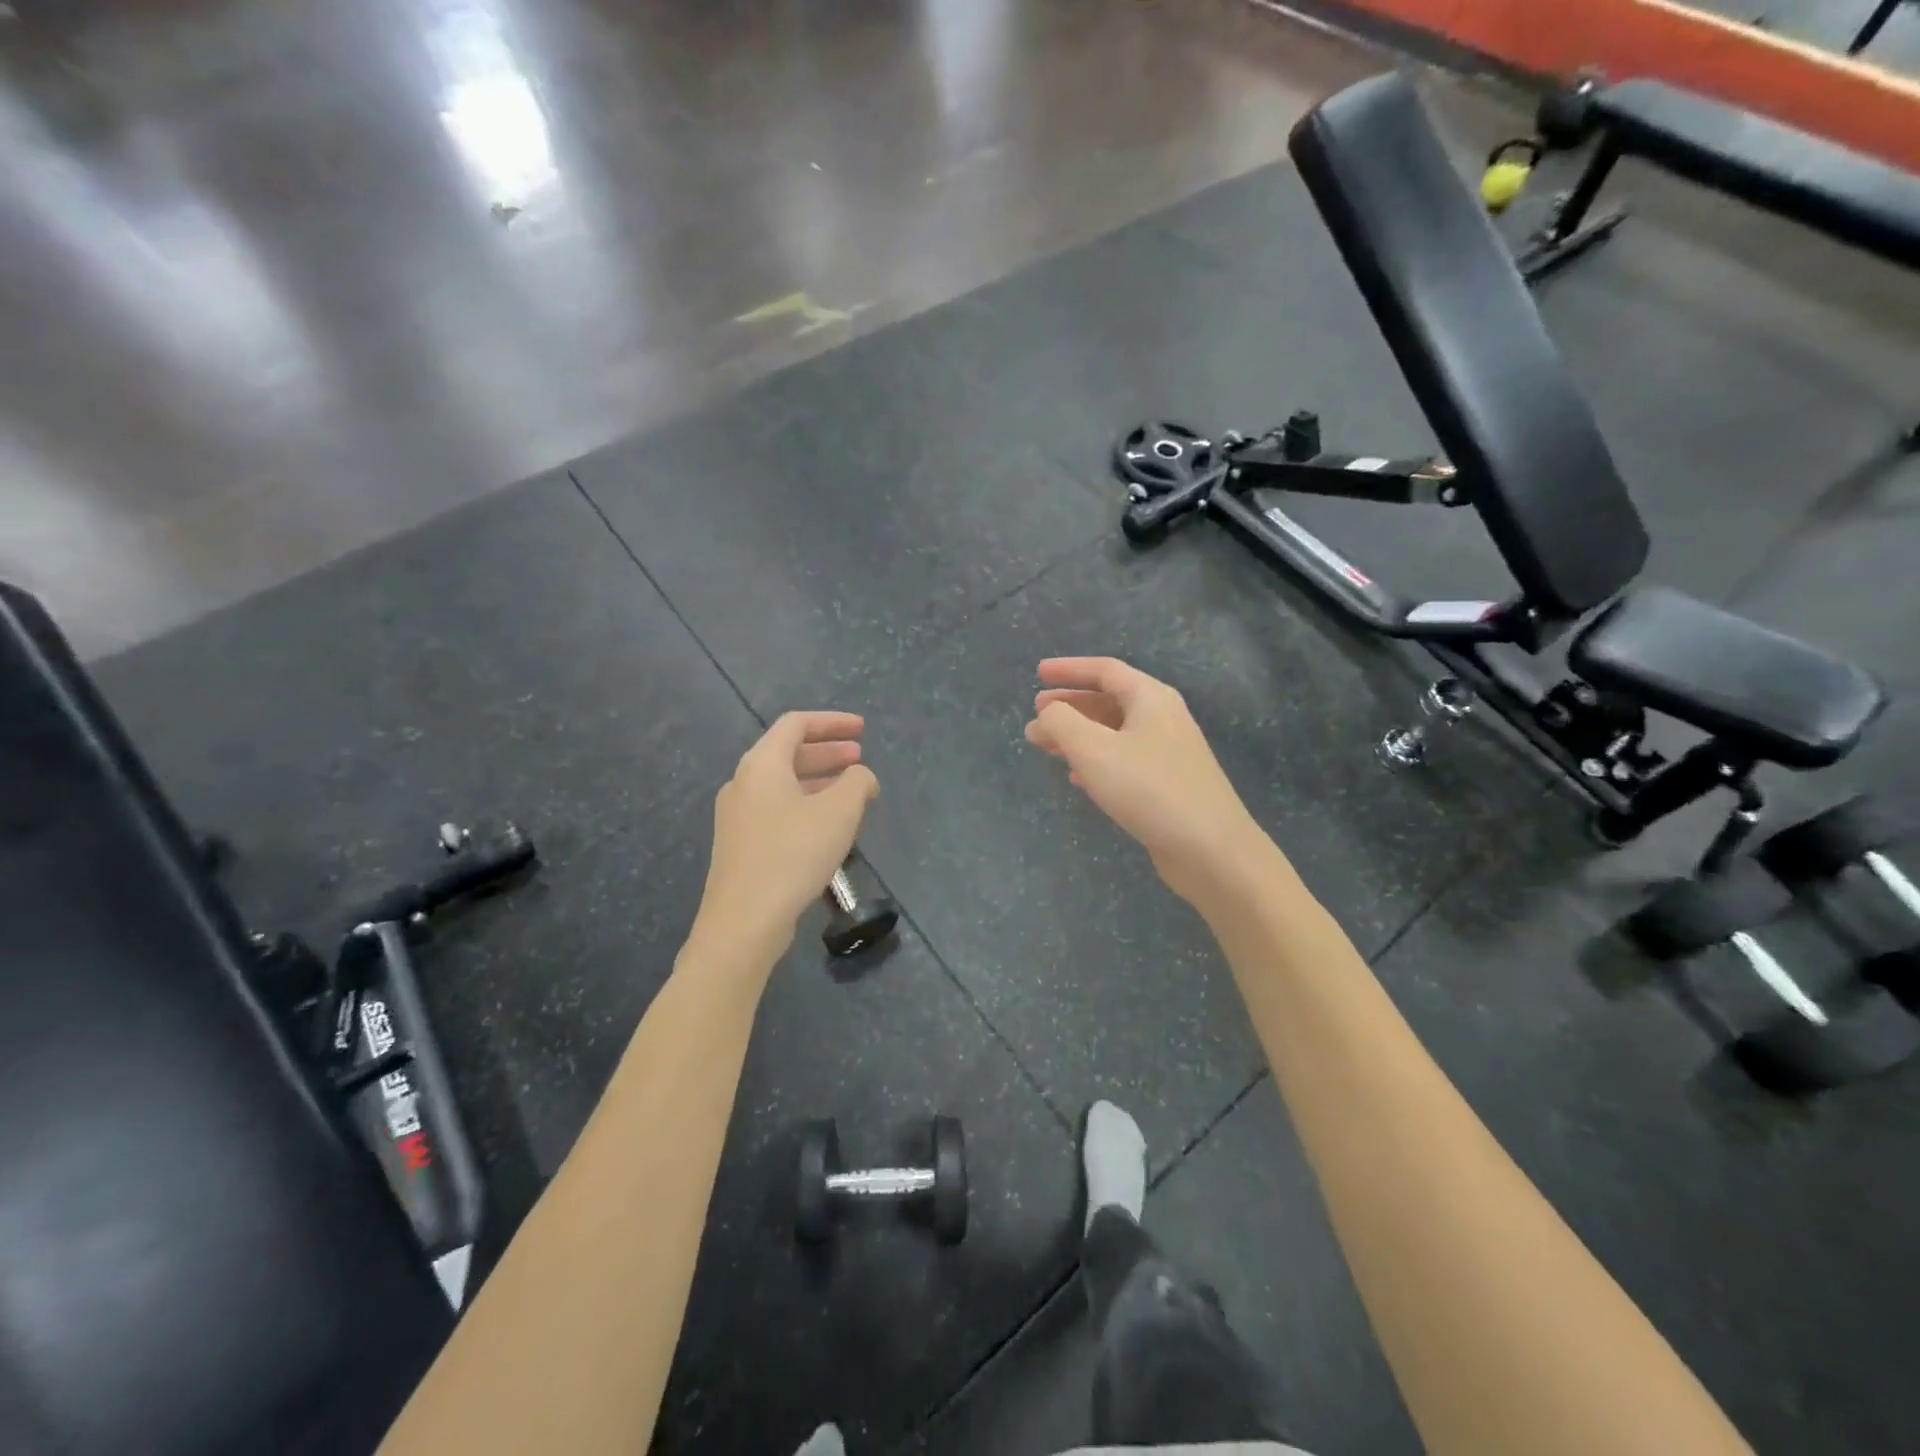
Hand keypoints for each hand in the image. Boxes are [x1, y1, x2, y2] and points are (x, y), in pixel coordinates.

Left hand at [691, 712, 878, 963]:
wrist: (743, 921)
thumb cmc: (793, 854)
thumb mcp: (839, 812)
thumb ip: (857, 782)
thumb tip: (861, 776)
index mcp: (762, 765)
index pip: (796, 724)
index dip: (832, 722)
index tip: (862, 729)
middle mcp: (743, 783)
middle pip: (787, 753)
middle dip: (827, 752)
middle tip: (859, 758)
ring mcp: (737, 816)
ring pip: (782, 785)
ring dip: (818, 781)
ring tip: (851, 792)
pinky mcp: (740, 845)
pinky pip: (776, 810)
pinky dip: (805, 805)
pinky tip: (827, 827)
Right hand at [1025, 658, 1273, 906]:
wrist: (1210, 849)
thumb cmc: (1148, 789)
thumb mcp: (1093, 750)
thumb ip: (1061, 723)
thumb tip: (1047, 714)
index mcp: (1150, 698)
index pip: (1104, 670)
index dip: (1069, 669)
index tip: (1038, 673)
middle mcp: (1162, 717)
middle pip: (1109, 700)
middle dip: (1070, 705)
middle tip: (1037, 714)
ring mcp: (1167, 752)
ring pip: (1114, 732)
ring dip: (1078, 735)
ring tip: (1046, 747)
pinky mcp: (1167, 784)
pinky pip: (1124, 760)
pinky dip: (1096, 761)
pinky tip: (1077, 778)